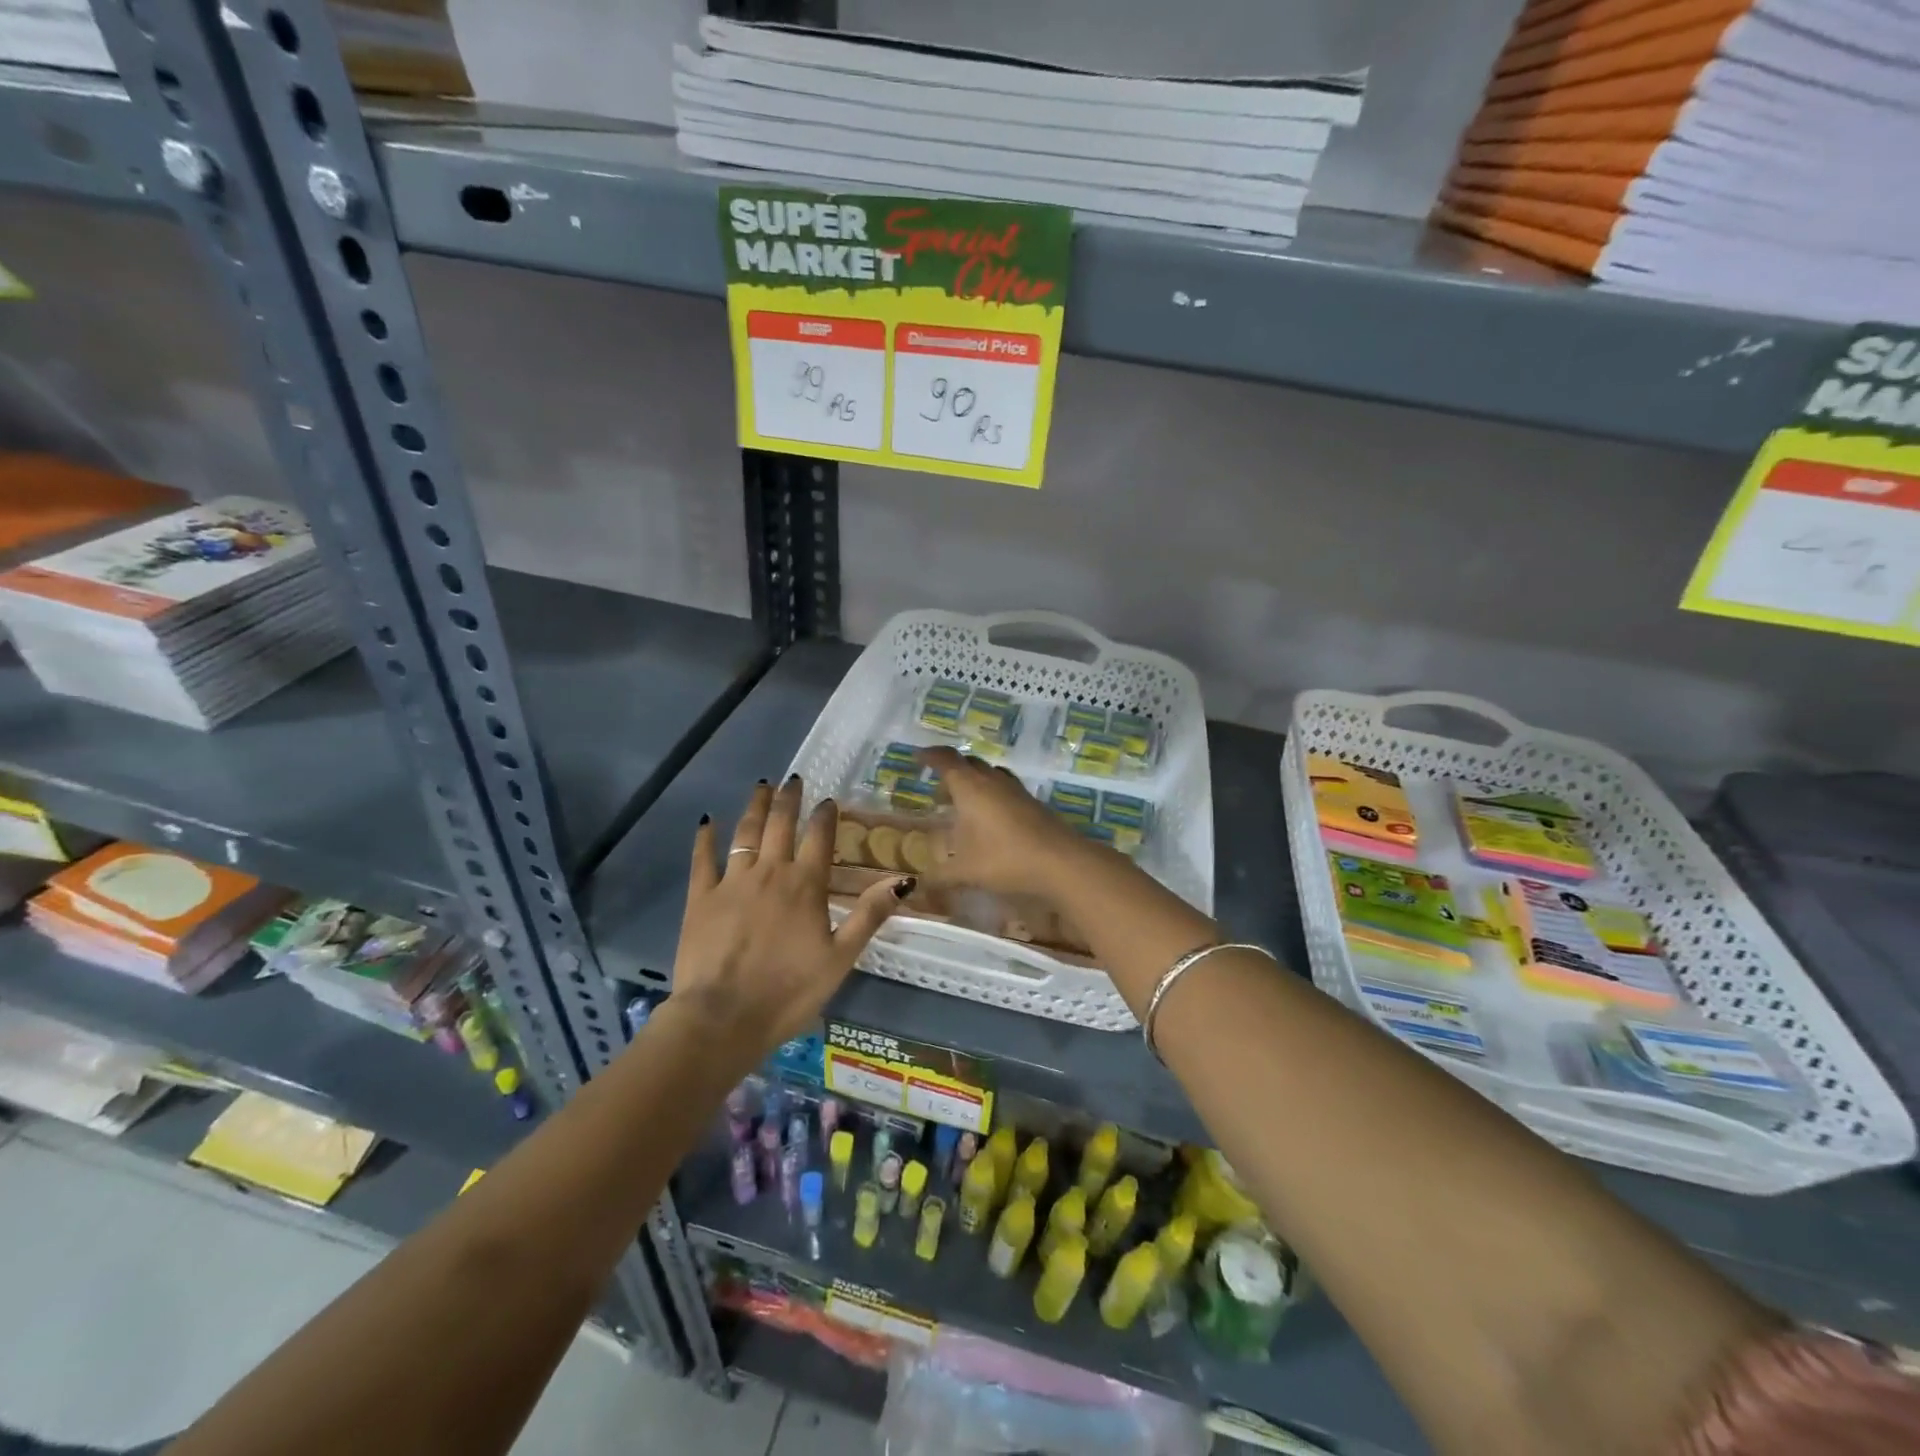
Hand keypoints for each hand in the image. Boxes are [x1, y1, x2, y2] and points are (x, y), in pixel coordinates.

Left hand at [674, 777, 909, 1058]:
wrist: (722, 1018)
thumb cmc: (789, 991)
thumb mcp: (841, 958)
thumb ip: (870, 915)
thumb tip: (904, 879)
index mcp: (806, 885)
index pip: (820, 837)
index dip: (825, 815)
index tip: (828, 800)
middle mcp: (770, 872)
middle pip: (780, 824)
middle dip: (789, 799)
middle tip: (793, 780)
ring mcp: (732, 882)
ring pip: (746, 833)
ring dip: (755, 807)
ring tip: (761, 787)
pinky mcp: (700, 898)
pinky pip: (703, 859)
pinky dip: (705, 838)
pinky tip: (708, 822)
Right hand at [919, 747, 1097, 897]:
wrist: (1061, 862)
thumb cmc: (1004, 859)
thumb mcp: (965, 872)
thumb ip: (939, 877)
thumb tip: (919, 885)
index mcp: (970, 787)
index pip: (946, 760)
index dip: (930, 756)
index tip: (918, 757)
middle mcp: (992, 781)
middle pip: (969, 764)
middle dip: (952, 772)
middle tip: (939, 792)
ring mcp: (1016, 791)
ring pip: (990, 775)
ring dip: (974, 783)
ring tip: (964, 806)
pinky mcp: (1033, 804)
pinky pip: (1006, 790)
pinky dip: (992, 797)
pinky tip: (991, 822)